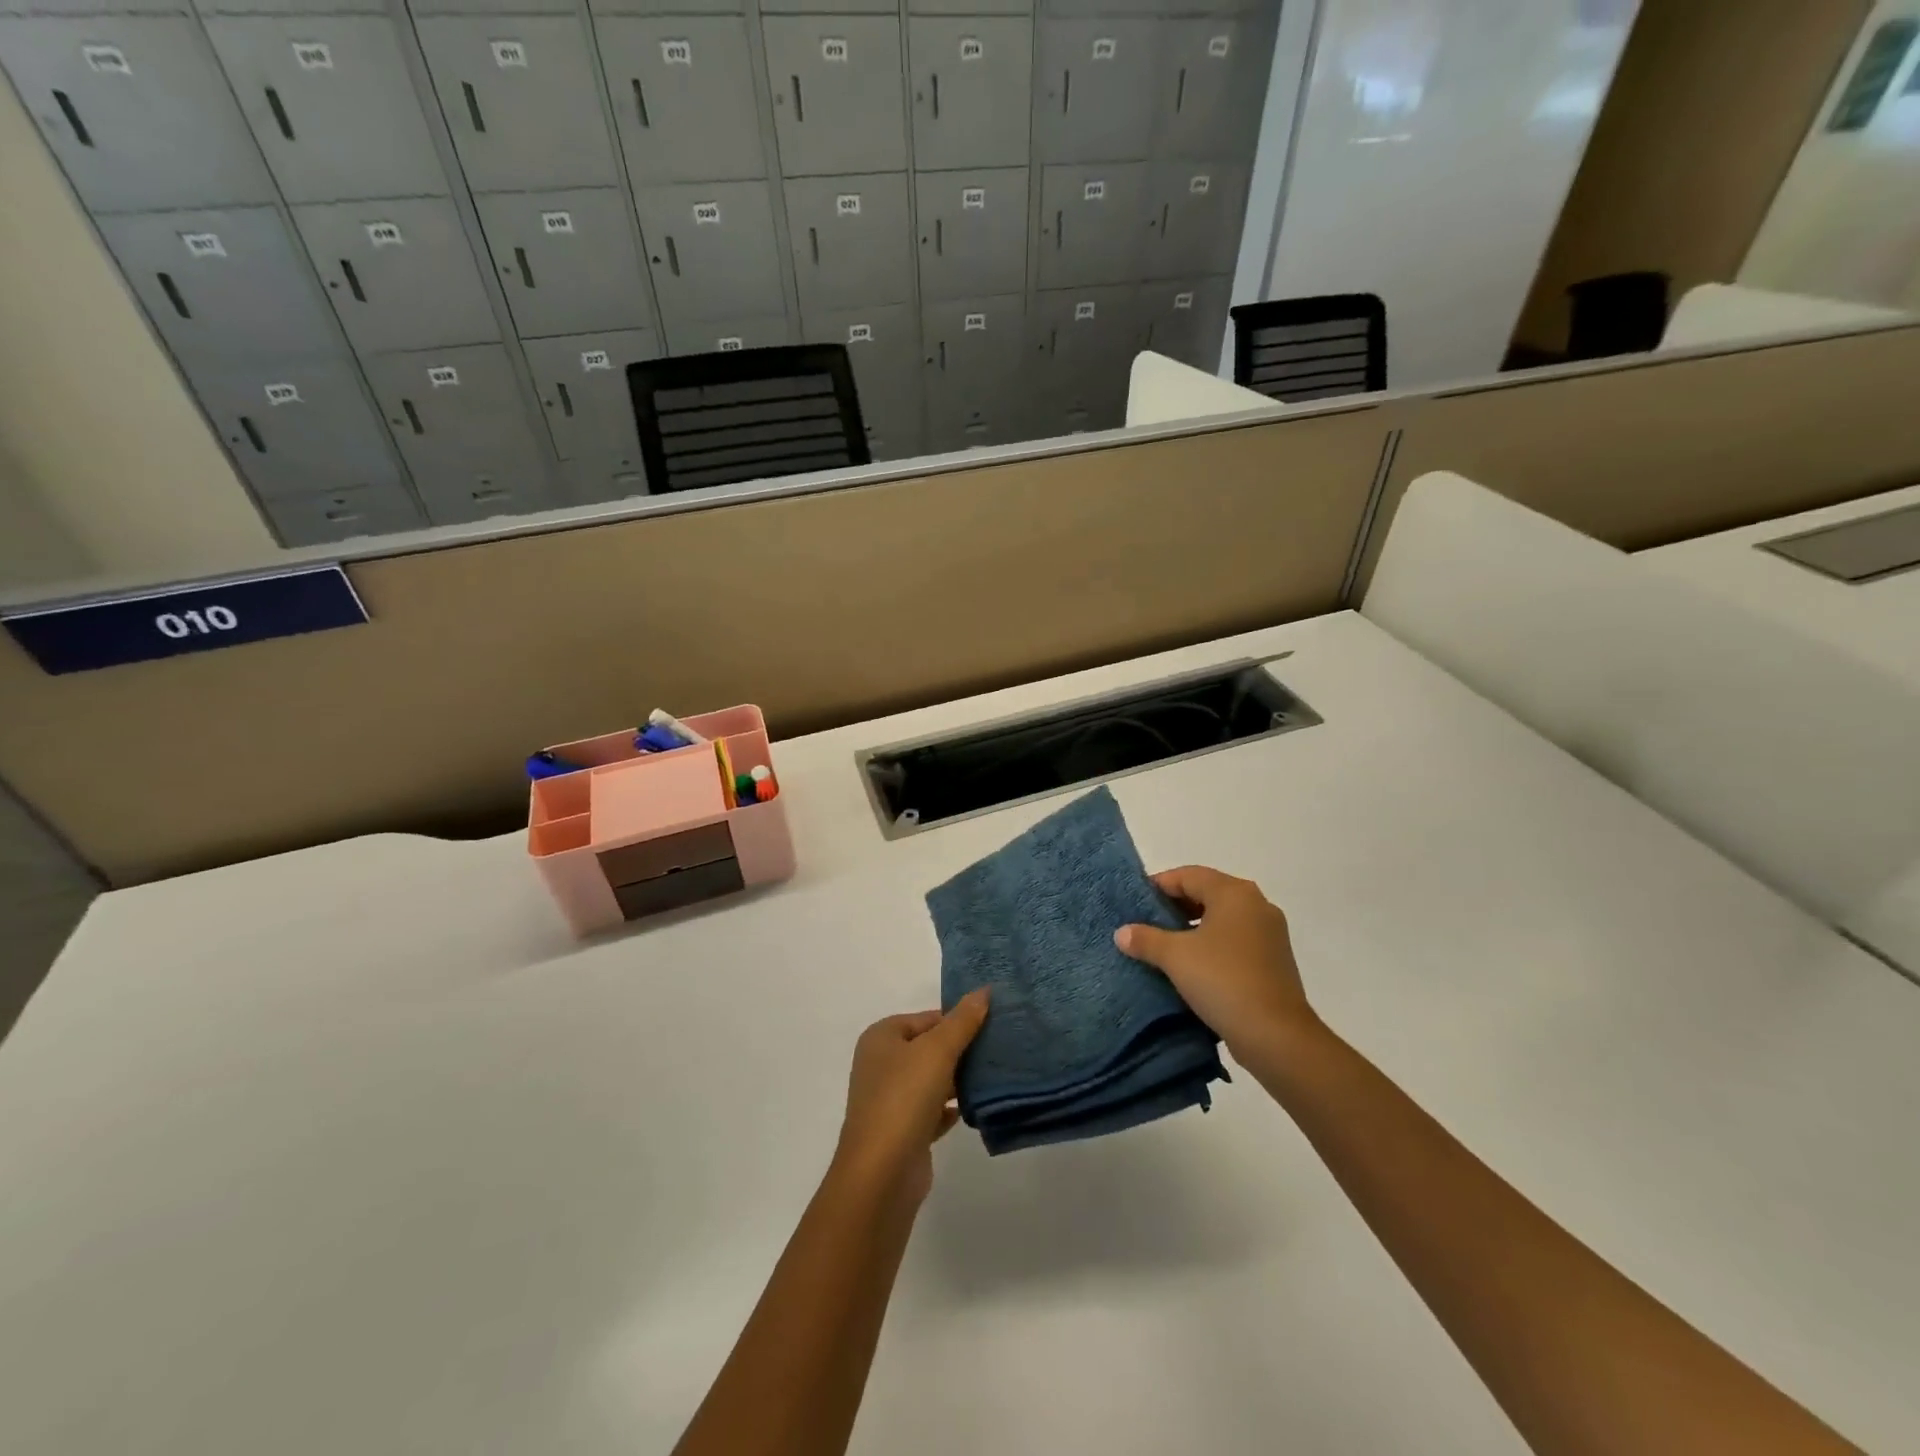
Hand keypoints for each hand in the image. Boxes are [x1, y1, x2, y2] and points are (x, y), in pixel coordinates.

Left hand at [835, 989, 989, 1204]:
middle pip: (929, 1048)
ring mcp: (890, 1100)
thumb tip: (983, 990)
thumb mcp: (938, 1050)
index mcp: (882, 1037)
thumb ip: (962, 1020)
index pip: (927, 1018)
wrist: (881, 1174)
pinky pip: (932, 1111)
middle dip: (961, 1050)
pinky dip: (950, 1109)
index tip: (992, 1025)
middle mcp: (881, 1064)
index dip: (958, 1020)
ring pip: (932, 1080)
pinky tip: (973, 1109)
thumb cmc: (905, 1098)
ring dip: (958, 1080)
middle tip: (998, 1050)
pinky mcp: (902, 1131)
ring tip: (993, 1076)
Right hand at [1115, 866, 1318, 1058]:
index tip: (1135, 904)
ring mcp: (1270, 933)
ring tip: (1165, 946)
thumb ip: (1145, 939)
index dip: (1158, 886)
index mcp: (1234, 893)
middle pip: (1207, 893)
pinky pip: (1235, 940)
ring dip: (1193, 927)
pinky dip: (1212, 945)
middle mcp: (1256, 905)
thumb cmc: (1222, 981)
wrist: (1276, 1036)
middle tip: (1146, 923)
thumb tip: (1122, 932)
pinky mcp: (1274, 960)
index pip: (1188, 875)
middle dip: (1175, 906)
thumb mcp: (1175, 957)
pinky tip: (1192, 966)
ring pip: (1222, 918)